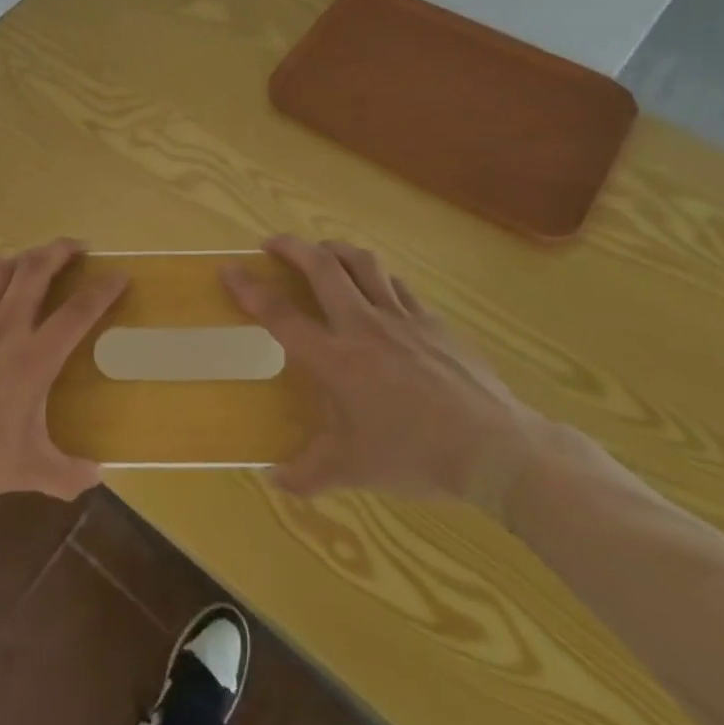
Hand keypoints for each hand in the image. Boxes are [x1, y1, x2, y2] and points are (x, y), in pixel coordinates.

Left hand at [0, 239, 127, 501]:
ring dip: (26, 257)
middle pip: (37, 271)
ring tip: (39, 257)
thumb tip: (98, 477)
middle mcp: (6, 327)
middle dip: (61, 251)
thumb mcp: (25, 471)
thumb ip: (66, 475)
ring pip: (3, 271)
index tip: (120, 274)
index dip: (103, 290)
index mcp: (34, 358)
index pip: (77, 313)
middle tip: (79, 246)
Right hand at [223, 235, 549, 514]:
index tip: (229, 269)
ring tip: (321, 252)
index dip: (250, 289)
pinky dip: (376, 277)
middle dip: (292, 247)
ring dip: (334, 250)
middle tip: (273, 243)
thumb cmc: (414, 456)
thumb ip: (306, 474)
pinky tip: (375, 287)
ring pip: (363, 264)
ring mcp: (402, 318)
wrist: (494, 448)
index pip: (281, 315)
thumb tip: (271, 481)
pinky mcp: (433, 321)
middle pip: (322, 268)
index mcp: (336, 359)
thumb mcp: (353, 471)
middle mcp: (363, 326)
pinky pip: (397, 285)